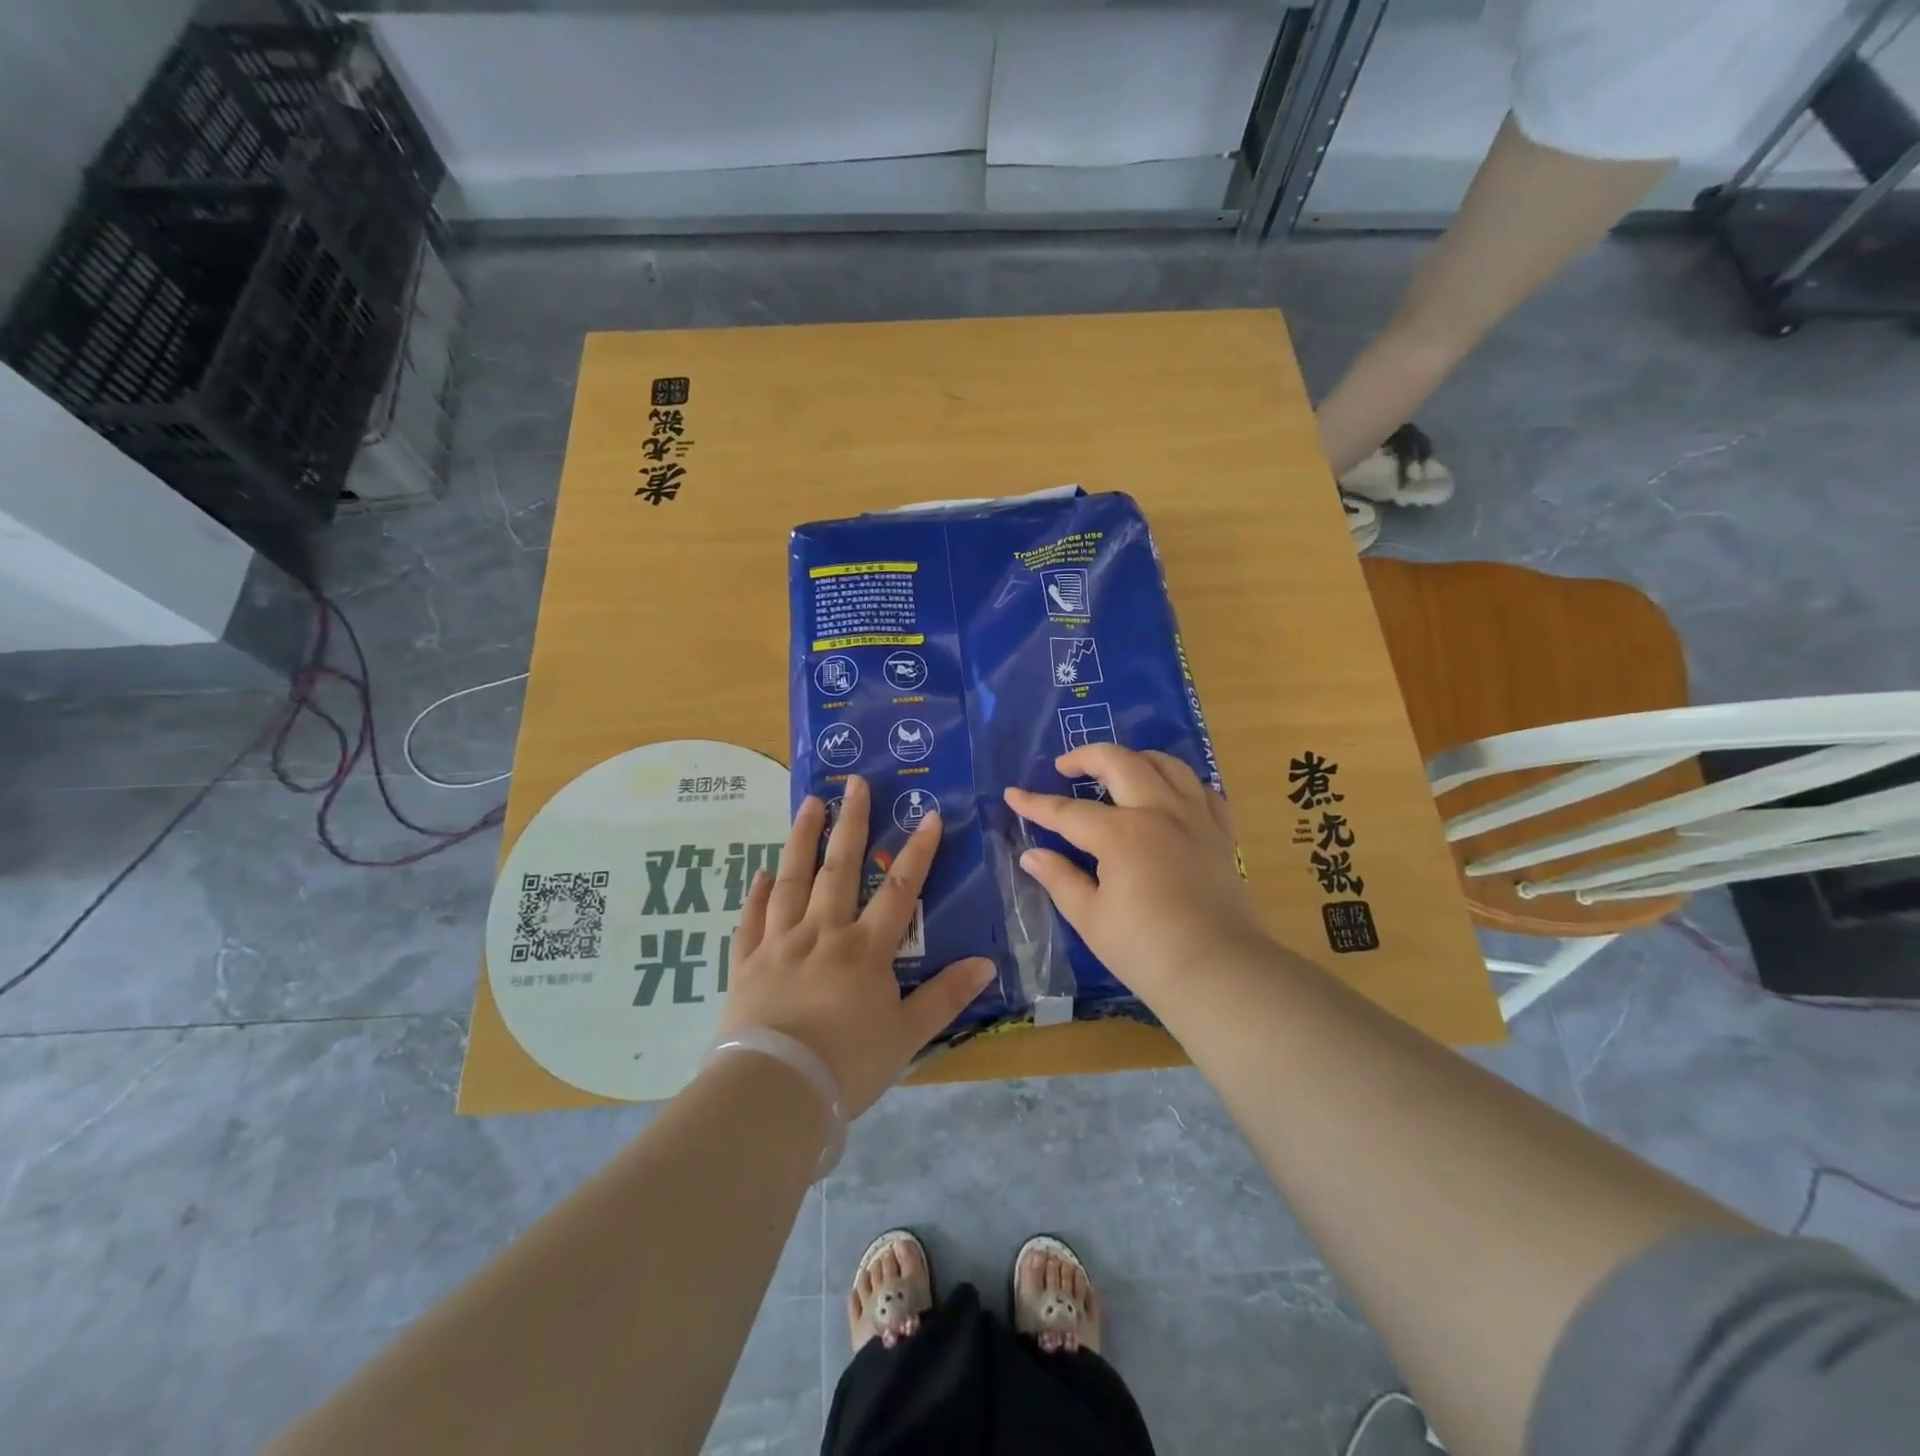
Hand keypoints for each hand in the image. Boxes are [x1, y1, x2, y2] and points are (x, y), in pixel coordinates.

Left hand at [719, 775, 993, 1118]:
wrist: (774, 1091)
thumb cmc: (848, 1065)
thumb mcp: (907, 1035)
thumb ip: (945, 996)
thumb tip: (986, 964)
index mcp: (865, 949)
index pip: (900, 889)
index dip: (917, 850)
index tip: (928, 814)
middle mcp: (823, 932)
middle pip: (840, 868)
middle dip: (852, 822)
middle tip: (854, 783)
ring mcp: (780, 943)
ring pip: (792, 880)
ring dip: (802, 838)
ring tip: (810, 803)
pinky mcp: (747, 962)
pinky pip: (751, 918)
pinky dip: (757, 892)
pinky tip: (761, 871)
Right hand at [1004, 745, 1270, 1004]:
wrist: (1219, 973)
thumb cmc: (1146, 950)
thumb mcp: (1090, 918)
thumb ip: (1060, 879)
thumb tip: (1031, 855)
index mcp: (1121, 834)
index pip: (1068, 811)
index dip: (1036, 804)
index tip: (1012, 794)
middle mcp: (1159, 812)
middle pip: (1120, 763)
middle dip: (1086, 757)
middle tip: (1065, 767)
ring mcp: (1195, 818)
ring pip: (1166, 764)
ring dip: (1135, 758)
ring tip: (1116, 770)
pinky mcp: (1221, 833)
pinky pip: (1202, 789)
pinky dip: (1180, 782)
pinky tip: (1168, 795)